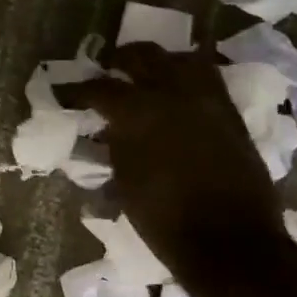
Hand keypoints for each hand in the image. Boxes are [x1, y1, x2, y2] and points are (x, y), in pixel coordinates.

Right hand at [57, 42, 284, 257]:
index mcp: (136, 112)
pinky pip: (207, 78)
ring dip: (159, 62)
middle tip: (108, 71)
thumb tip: (109, 132)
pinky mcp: (231, 112)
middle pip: (142, 56)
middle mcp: (172, 93)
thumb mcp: (123, 183)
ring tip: (147, 74)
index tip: (65, 95)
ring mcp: (207, 98)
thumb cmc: (163, 219)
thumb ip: (114, 147)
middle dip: (120, 60)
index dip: (77, 91)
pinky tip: (178, 91)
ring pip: (180, 58)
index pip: (99, 88)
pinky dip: (188, 77)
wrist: (229, 240)